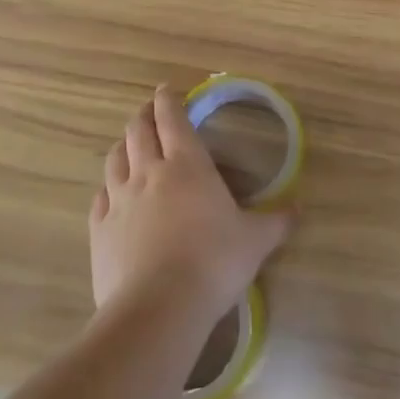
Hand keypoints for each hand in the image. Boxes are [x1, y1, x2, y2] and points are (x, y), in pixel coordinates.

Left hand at [89, 85, 293, 333]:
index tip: (166, 89)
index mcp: (187, 165)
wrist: (158, 309)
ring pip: (114, 159)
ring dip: (123, 146)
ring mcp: (119, 200)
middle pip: (138, 131)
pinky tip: (110, 194)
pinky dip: (107, 187)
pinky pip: (100, 198)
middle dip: (144, 116)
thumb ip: (276, 222)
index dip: (168, 99)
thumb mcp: (255, 241)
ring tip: (130, 145)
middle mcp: (149, 173)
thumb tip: (299, 209)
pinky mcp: (99, 230)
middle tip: (151, 112)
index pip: (172, 118)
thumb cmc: (214, 263)